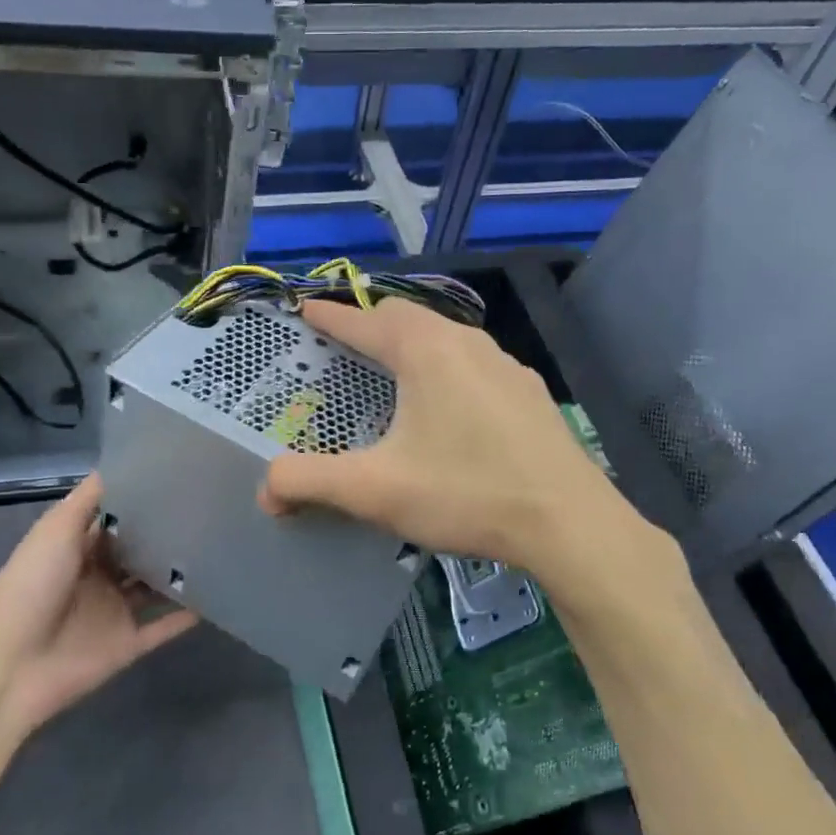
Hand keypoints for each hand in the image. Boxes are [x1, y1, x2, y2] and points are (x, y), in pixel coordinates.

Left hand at [0, 474, 195, 749]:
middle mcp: (97, 577)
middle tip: (208, 508)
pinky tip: (217, 596)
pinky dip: (186, 615)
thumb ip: (88, 501)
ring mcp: (113, 612)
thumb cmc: (30, 589)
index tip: (177, 479)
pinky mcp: (127, 645)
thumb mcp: (55, 532)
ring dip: (178, 572)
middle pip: (136, 552)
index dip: (139, 502)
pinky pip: (163, 627)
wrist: (10, 668)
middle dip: (165, 534)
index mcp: (75, 550)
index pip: (113, 520)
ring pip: (154, 588)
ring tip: (219, 546)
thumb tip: (121, 464)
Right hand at [259, 299, 650, 574]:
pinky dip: (445, 368)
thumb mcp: (376, 490)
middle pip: (408, 318)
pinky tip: (448, 407)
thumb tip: (265, 490)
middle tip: (345, 345)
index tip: (304, 310)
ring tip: (392, 372)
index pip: (365, 321)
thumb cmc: (466, 493)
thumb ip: (311, 483)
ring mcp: (507, 366)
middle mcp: (468, 344)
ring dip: (412, 345)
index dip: (329, 316)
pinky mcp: (530, 394)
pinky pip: (475, 364)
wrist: (570, 524)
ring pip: (447, 338)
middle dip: (371, 324)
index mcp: (426, 352)